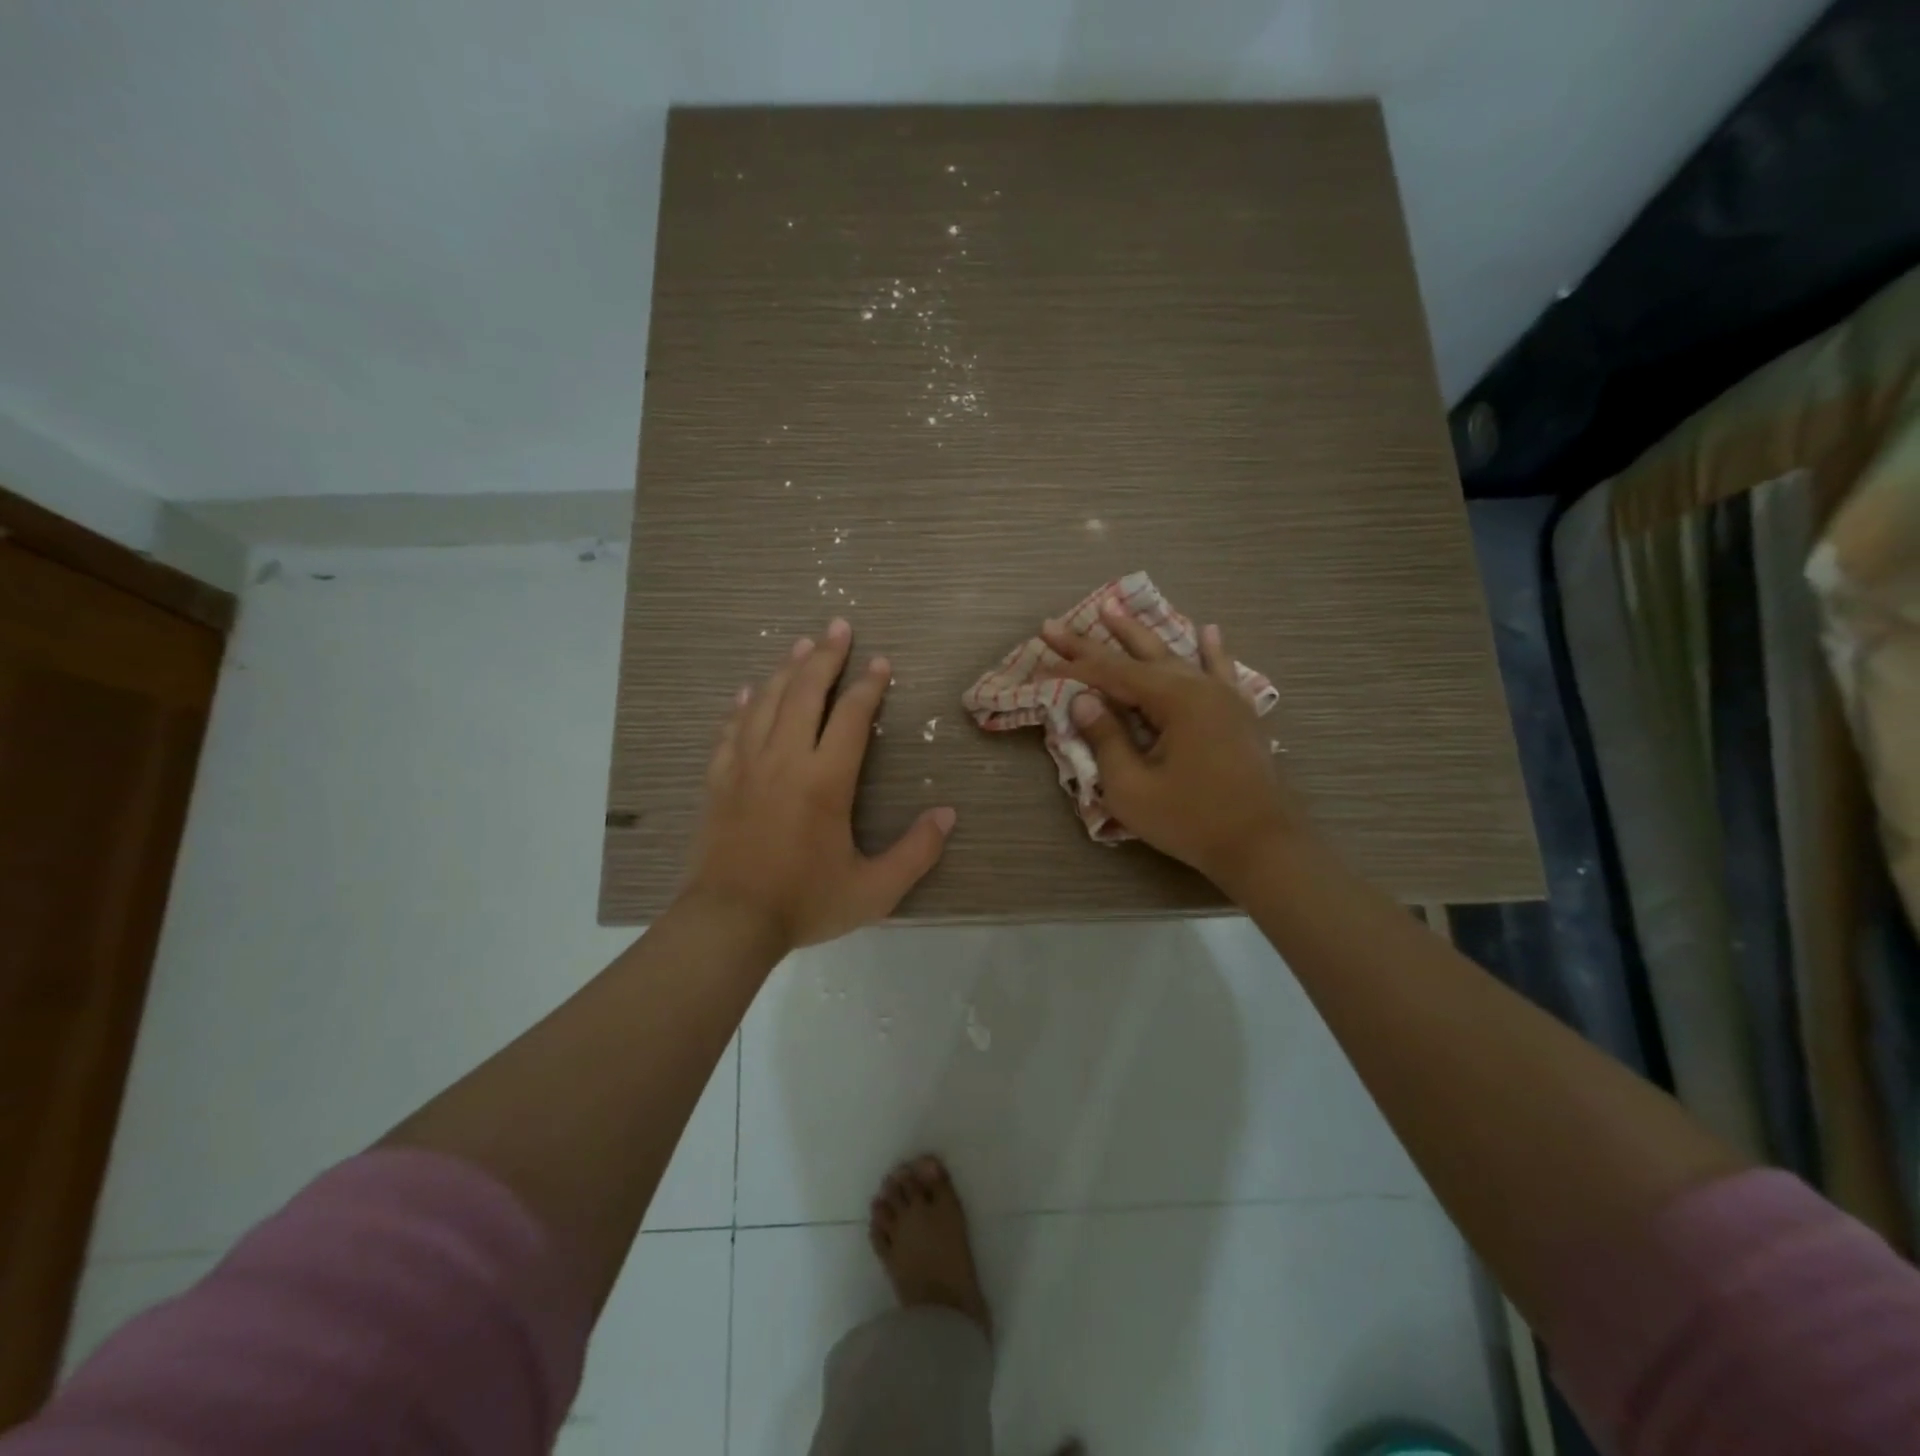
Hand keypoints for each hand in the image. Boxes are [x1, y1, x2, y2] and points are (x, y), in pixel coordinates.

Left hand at [683, 618, 956, 952]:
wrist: (727, 922)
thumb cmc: (804, 903)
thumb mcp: (874, 890)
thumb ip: (916, 852)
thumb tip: (948, 815)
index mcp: (825, 780)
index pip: (850, 716)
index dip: (868, 685)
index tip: (881, 663)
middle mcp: (784, 759)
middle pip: (805, 692)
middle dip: (825, 657)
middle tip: (839, 626)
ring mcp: (745, 766)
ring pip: (766, 702)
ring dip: (786, 669)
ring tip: (802, 645)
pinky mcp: (718, 779)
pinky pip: (731, 728)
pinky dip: (742, 705)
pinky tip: (748, 691)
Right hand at [1041, 601, 1309, 891]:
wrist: (1263, 846)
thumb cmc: (1191, 820)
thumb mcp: (1132, 788)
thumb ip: (1105, 739)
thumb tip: (1083, 701)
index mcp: (1174, 700)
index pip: (1111, 674)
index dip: (1073, 666)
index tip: (1041, 655)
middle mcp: (1199, 686)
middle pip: (1138, 656)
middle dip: (1096, 640)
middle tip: (1059, 624)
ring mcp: (1223, 697)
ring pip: (1175, 656)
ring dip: (1142, 635)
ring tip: (1114, 609)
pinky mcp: (1238, 713)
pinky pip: (1220, 671)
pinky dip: (1210, 651)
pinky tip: (1209, 630)